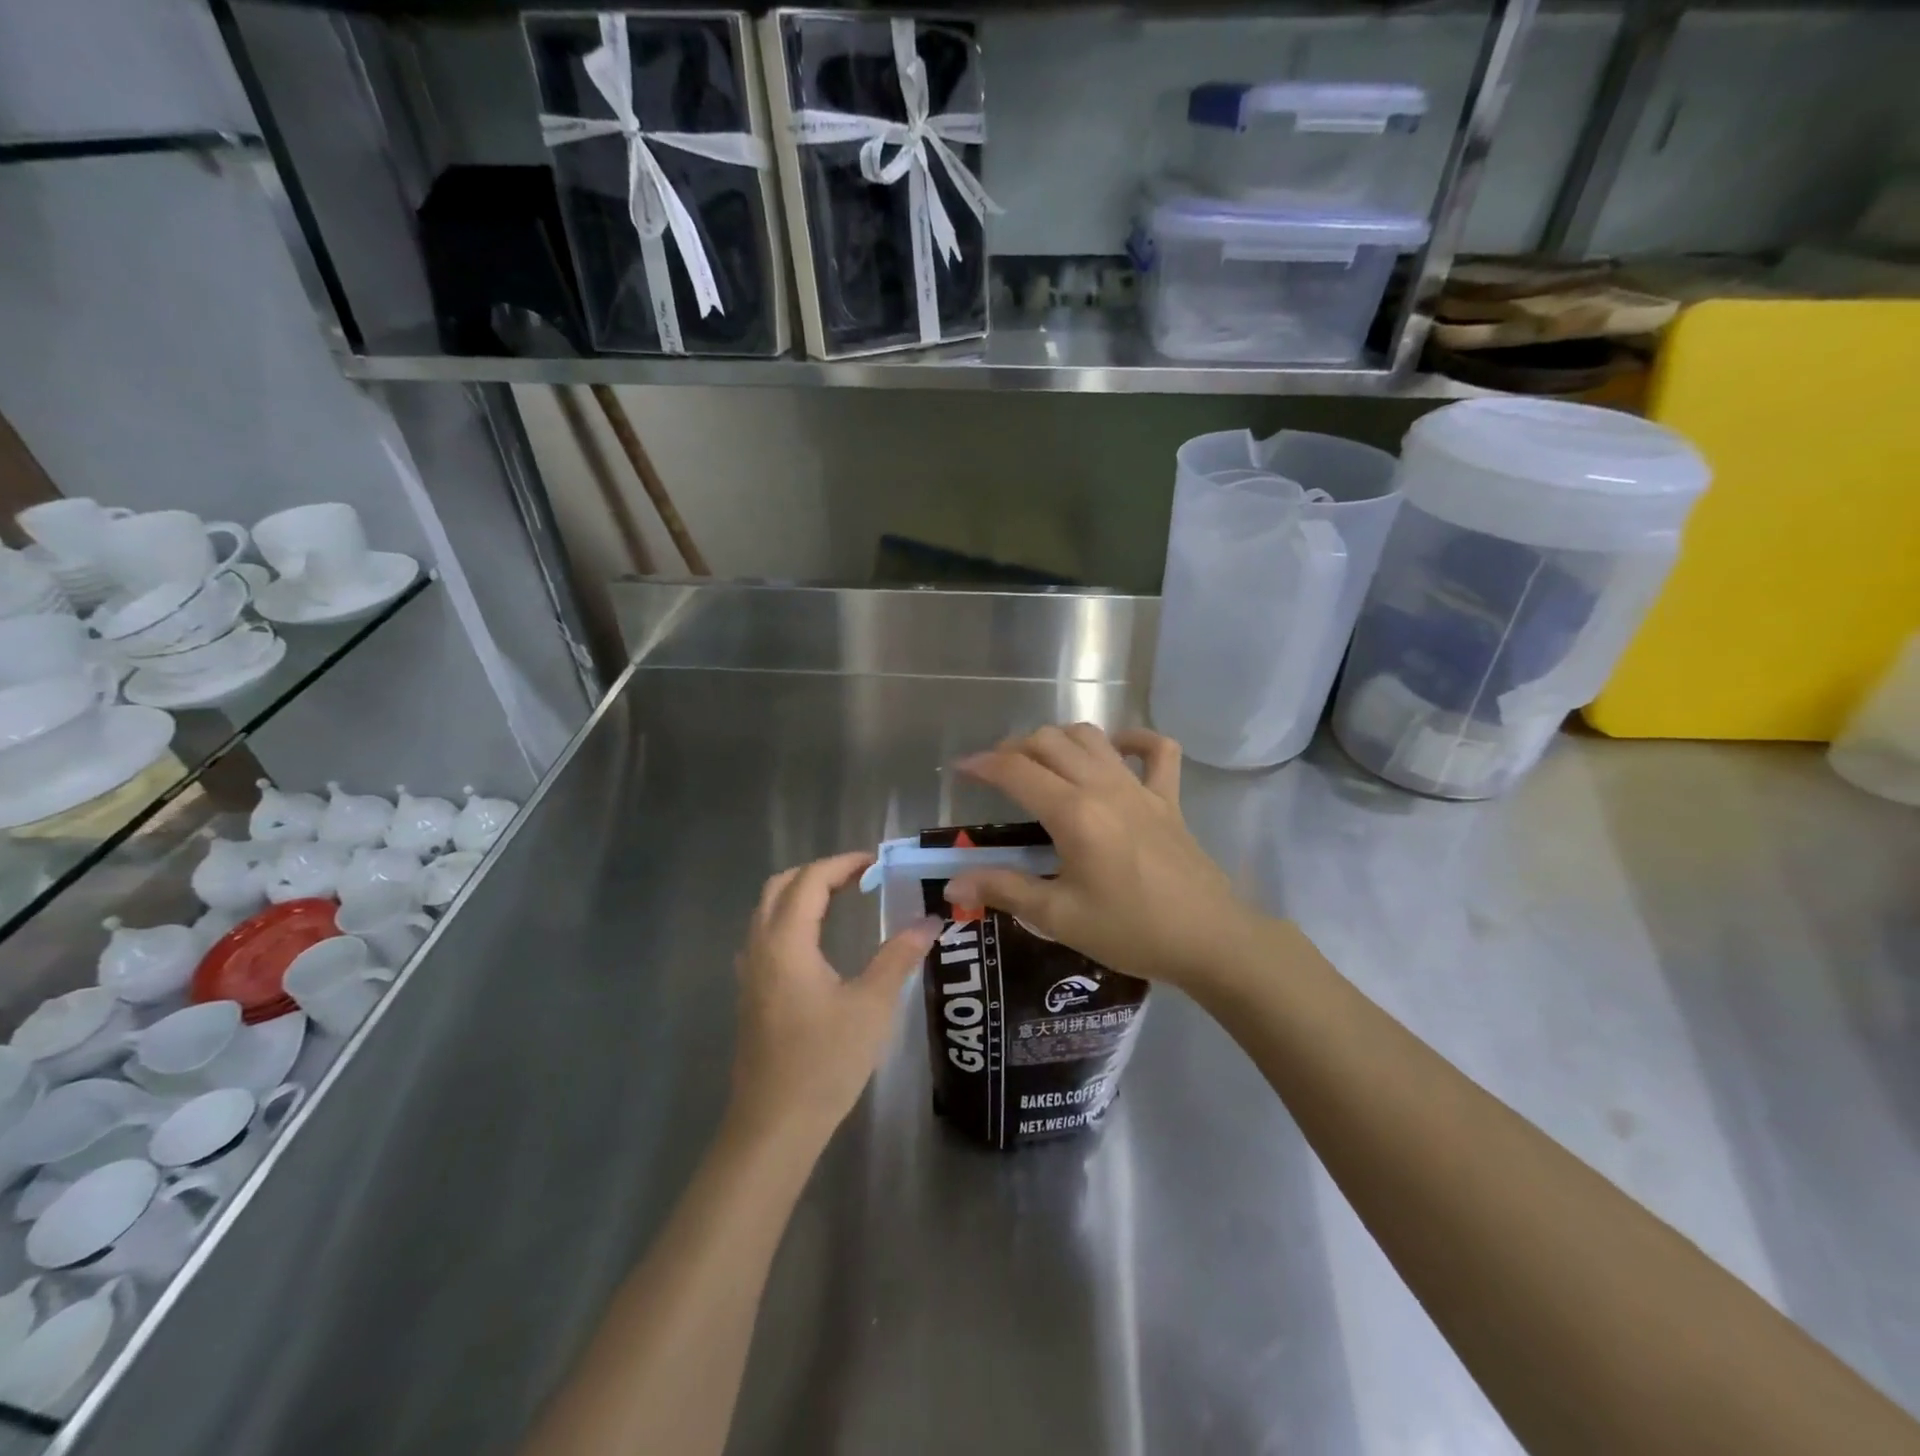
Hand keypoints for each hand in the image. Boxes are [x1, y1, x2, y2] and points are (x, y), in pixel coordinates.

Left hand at [729, 852, 940, 1147]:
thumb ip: (899, 956)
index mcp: (786, 942)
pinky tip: (817, 943)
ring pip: (768, 910)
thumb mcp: (872, 1006)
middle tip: (859, 877)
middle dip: (819, 872)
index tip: (877, 863)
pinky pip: (765, 935)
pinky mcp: (750, 993)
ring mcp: (749, 971)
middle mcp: (760, 947)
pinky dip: (791, 919)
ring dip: (802, 894)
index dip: (843, 864)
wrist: (774, 1125)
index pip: (811, 880)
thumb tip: (930, 921)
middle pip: (781, 886)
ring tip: (843, 900)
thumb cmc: (825, 1062)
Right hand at [944, 725, 1260, 990]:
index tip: (961, 769)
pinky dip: (1133, 740)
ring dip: (1059, 739)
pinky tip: (1116, 750)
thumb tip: (955, 884)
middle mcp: (1103, 786)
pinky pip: (1157, 750)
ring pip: (1091, 736)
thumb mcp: (1059, 917)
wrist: (1209, 939)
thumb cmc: (1131, 930)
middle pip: (1049, 741)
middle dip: (1015, 748)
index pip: (1016, 770)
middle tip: (998, 774)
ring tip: (1041, 761)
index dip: (982, 764)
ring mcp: (1140, 787)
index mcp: (1073, 813)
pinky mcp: (1168, 797)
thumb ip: (1005, 890)